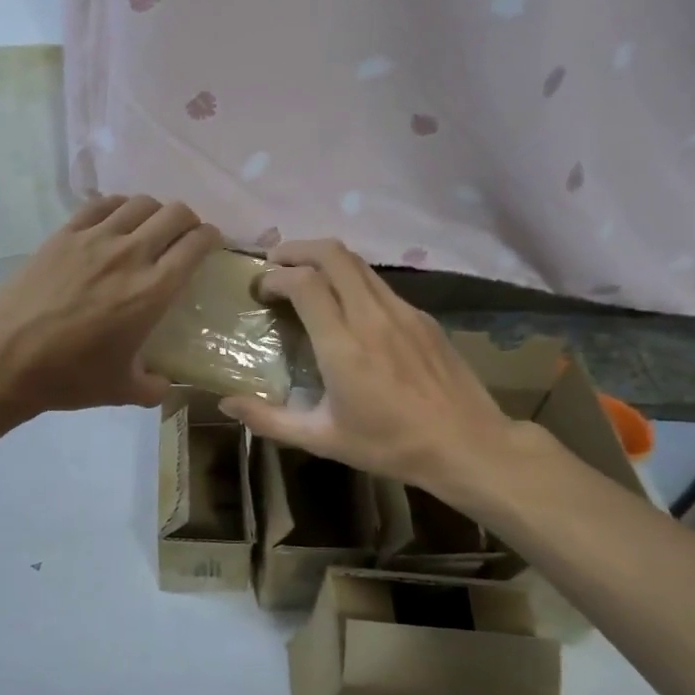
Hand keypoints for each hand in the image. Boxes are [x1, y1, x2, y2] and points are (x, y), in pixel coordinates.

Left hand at [0, 196, 221, 420]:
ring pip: (140, 203)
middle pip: (175, 213)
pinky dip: (118, 207)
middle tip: (184, 239)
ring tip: (149, 230)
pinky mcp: (63, 234)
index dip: (212, 238)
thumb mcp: (123, 391)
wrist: (6, 359)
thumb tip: (167, 383)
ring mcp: (93, 239)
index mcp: (153, 290)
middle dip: (188, 221)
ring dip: (154, 212)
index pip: (196, 243)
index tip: (211, 246)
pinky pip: (101, 204)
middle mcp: (130, 254)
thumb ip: (155, 386)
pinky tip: (115, 223)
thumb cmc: (69, 377)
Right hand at [218, 240, 548, 511]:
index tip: (259, 290)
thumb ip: (270, 420)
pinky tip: (345, 304)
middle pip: (332, 254)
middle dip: (296, 249)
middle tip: (274, 264)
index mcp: (343, 345)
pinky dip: (351, 279)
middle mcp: (371, 317)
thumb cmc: (390, 445)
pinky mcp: (422, 316)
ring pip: (358, 262)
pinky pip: (378, 283)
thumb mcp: (323, 439)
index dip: (275, 277)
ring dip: (324, 259)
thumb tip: (226, 405)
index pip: (304, 283)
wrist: (468, 445)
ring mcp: (402, 312)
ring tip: (304, 275)